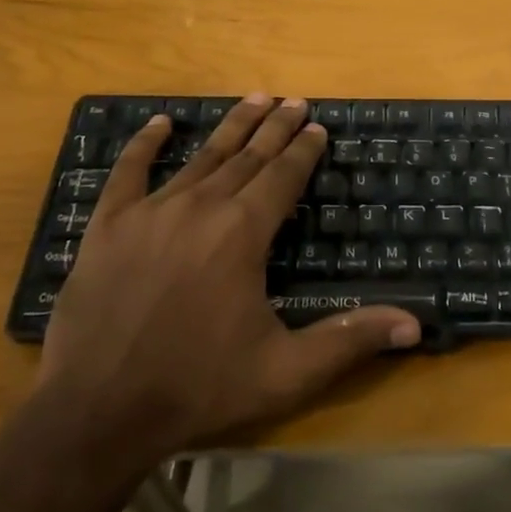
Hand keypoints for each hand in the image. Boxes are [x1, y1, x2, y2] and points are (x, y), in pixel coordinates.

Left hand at [40, 96, 420, 457]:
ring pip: (201, 156)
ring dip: (231, 127)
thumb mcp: (285, 372)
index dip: (303, 150)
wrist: (95, 413)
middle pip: (248, 157)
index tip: (317, 127)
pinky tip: (159, 123)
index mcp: (243, 233)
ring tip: (254, 99)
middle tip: (294, 101)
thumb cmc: (198, 388)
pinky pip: (128, 173)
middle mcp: (201, 208)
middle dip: (275, 128)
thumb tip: (414, 325)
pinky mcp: (108, 226)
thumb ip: (349, 341)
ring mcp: (150, 212)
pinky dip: (144, 145)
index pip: (283, 176)